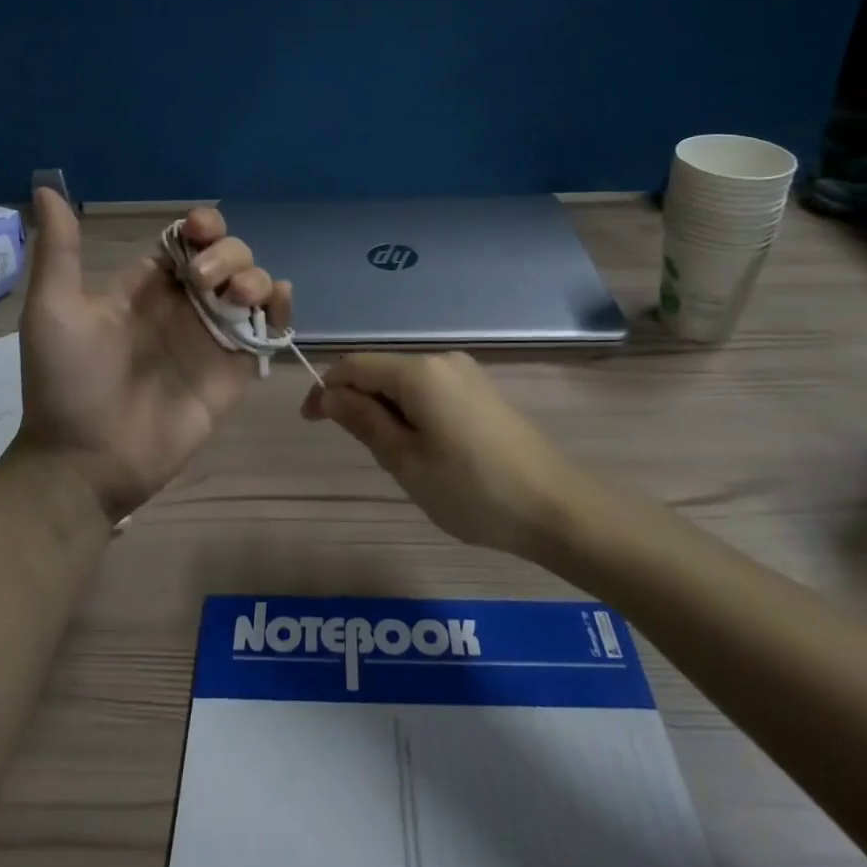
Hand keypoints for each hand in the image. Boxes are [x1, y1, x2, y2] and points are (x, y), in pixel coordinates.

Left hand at [16, 189, 291, 523]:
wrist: (86, 461)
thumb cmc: (66, 384)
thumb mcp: (54, 311)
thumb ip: (61, 251)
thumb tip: (46, 187)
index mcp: (147, 286)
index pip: (187, 239)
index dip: (201, 225)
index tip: (198, 229)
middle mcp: (185, 304)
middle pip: (227, 254)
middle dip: (227, 253)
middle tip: (202, 282)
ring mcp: (213, 336)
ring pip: (253, 284)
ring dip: (255, 275)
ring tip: (235, 296)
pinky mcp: (235, 369)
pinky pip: (269, 329)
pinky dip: (281, 308)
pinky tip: (276, 301)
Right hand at [302, 352, 574, 557]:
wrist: (557, 507)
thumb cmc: (472, 489)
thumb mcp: (406, 461)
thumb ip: (363, 421)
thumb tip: (327, 395)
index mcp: (418, 371)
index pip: (354, 365)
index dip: (325, 389)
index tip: (310, 424)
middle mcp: (442, 359)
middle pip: (381, 371)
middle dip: (360, 404)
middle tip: (369, 455)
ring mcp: (467, 373)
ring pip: (406, 384)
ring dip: (388, 412)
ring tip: (403, 461)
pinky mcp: (483, 391)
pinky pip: (431, 392)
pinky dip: (414, 414)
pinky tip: (430, 452)